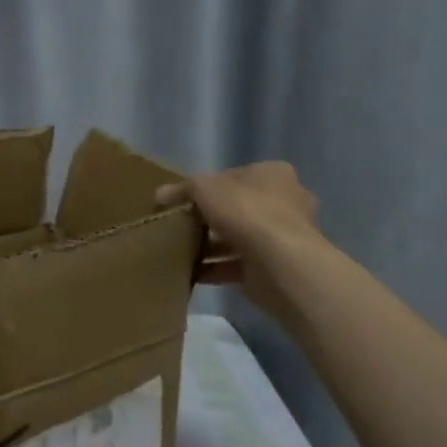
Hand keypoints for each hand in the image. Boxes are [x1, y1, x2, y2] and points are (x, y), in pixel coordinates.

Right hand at [156, 162, 323, 320]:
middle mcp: (285, 202)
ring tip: (182, 251)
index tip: (184, 201)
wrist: (279, 263)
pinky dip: (215, 268)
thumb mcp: (204, 187)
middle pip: (238, 208)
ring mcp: (283, 237)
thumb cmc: (246, 212)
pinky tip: (192, 272)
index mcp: (274, 174)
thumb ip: (182, 189)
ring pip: (238, 238)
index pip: (234, 176)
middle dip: (210, 218)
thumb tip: (160, 195)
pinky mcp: (275, 267)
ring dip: (212, 245)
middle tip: (182, 225)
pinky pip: (237, 265)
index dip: (207, 187)